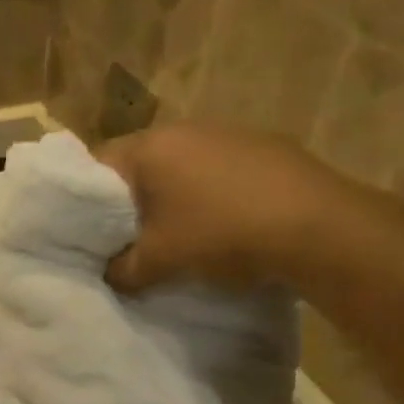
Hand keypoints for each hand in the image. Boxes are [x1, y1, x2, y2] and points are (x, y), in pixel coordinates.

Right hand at [100, 124, 329, 293]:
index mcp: (150, 146)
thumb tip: (108, 274)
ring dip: (172, 194)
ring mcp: (228, 132)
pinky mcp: (264, 144)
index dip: (84, 200)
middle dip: (130, 199)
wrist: (319, 227)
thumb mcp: (160, 261)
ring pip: (180, 164)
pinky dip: (209, 191)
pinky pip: (217, 167)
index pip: (96, 164)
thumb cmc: (222, 234)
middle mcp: (184, 128)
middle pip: (140, 163)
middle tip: (128, 236)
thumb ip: (121, 269)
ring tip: (178, 231)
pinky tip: (224, 222)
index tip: (86, 231)